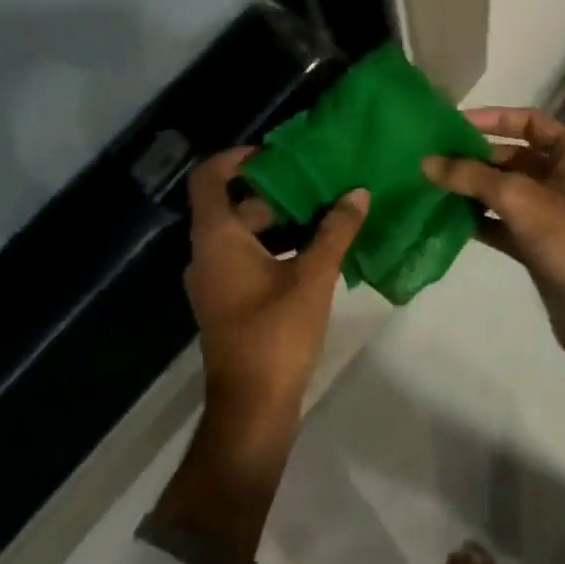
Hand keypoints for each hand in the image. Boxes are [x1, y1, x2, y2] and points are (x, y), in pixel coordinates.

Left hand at [184, 149, 368, 432]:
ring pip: (242, 234)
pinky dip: (274, 246)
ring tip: (322, 210)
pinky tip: (314, 250)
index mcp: (216, 239)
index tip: (273, 153)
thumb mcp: (313, 277)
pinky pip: (245, 258)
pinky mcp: (227, 302)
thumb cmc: (276, 334)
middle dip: (273, 191)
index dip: (235, 158)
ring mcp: (214, 281)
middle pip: (232, 205)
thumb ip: (336, 231)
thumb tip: (358, 193)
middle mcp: (206, 254)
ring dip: (278, 221)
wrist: (251, 409)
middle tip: (316, 181)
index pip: (208, 178)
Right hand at [423, 107, 564, 357]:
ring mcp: (550, 211)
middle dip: (474, 157)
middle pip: (512, 156)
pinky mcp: (538, 242)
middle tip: (434, 158)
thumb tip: (426, 162)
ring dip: (472, 187)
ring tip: (433, 184)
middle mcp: (563, 176)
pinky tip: (447, 216)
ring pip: (504, 190)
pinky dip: (478, 218)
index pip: (529, 121)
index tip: (456, 124)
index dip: (493, 118)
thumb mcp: (518, 197)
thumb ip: (470, 176)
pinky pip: (502, 221)